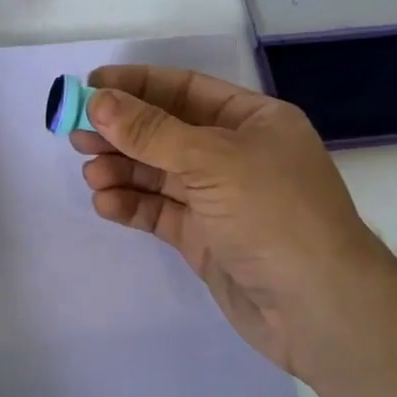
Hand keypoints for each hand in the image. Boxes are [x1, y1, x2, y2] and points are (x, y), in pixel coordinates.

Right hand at [72, 65, 396, 376]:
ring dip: (123, 169)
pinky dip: (132, 204)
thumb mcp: (213, 161)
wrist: (319, 311)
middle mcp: (236, 154)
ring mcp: (219, 198)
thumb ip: (151, 132)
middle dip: (122, 131)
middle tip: (77, 134)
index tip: (90, 86)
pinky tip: (106, 203)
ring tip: (91, 173)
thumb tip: (97, 100)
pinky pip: (160, 211)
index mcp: (252, 121)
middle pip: (166, 132)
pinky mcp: (205, 237)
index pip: (185, 90)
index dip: (137, 85)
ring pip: (158, 173)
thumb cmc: (275, 215)